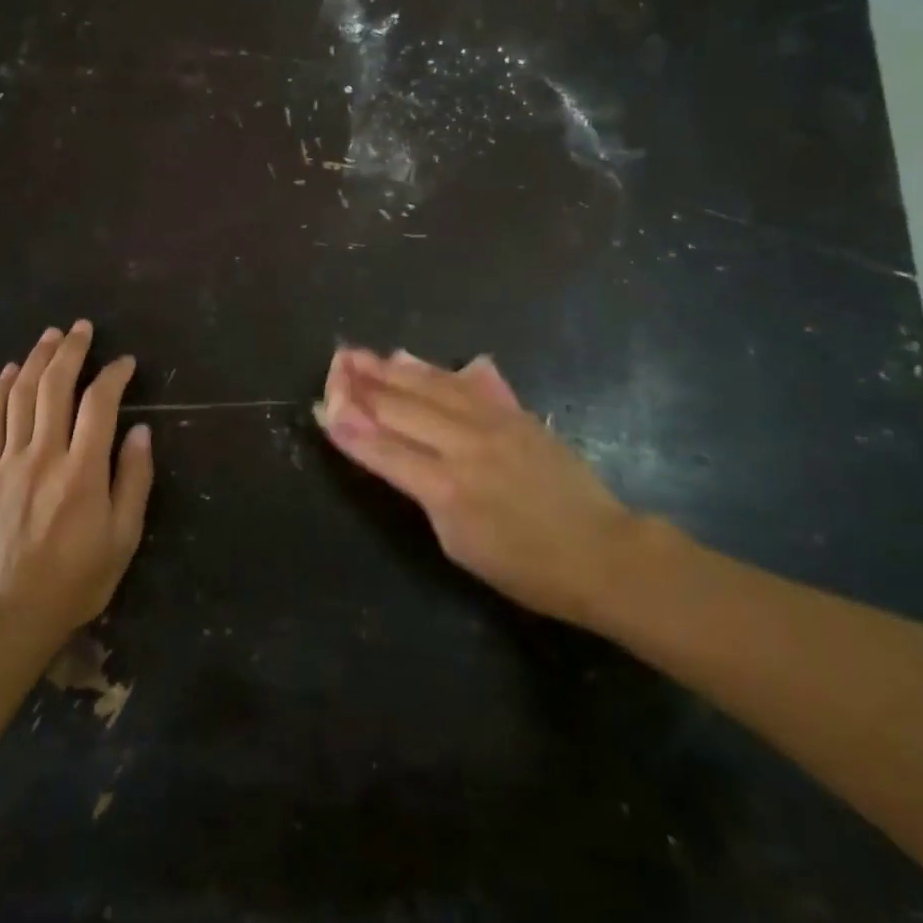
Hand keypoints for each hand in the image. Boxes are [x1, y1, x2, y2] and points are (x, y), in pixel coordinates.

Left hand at [0, 321, 153, 640]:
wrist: (11, 613)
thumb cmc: (78, 577)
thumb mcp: (124, 536)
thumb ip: (134, 479)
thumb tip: (140, 432)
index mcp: (83, 470)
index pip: (99, 404)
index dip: (113, 375)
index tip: (125, 362)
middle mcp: (44, 455)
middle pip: (55, 387)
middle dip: (71, 351)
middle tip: (81, 328)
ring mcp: (8, 462)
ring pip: (21, 396)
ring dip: (36, 360)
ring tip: (49, 336)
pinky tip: (8, 371)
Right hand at [316, 347, 635, 628]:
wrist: (600, 552)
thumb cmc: (526, 568)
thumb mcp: (460, 544)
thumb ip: (423, 493)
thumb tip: (395, 456)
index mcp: (445, 489)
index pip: (383, 449)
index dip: (350, 429)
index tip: (322, 407)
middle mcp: (463, 445)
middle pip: (401, 408)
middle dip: (362, 386)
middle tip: (334, 364)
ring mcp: (491, 423)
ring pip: (429, 386)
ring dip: (389, 370)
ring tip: (360, 354)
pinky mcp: (513, 413)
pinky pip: (462, 383)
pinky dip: (430, 369)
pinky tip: (409, 358)